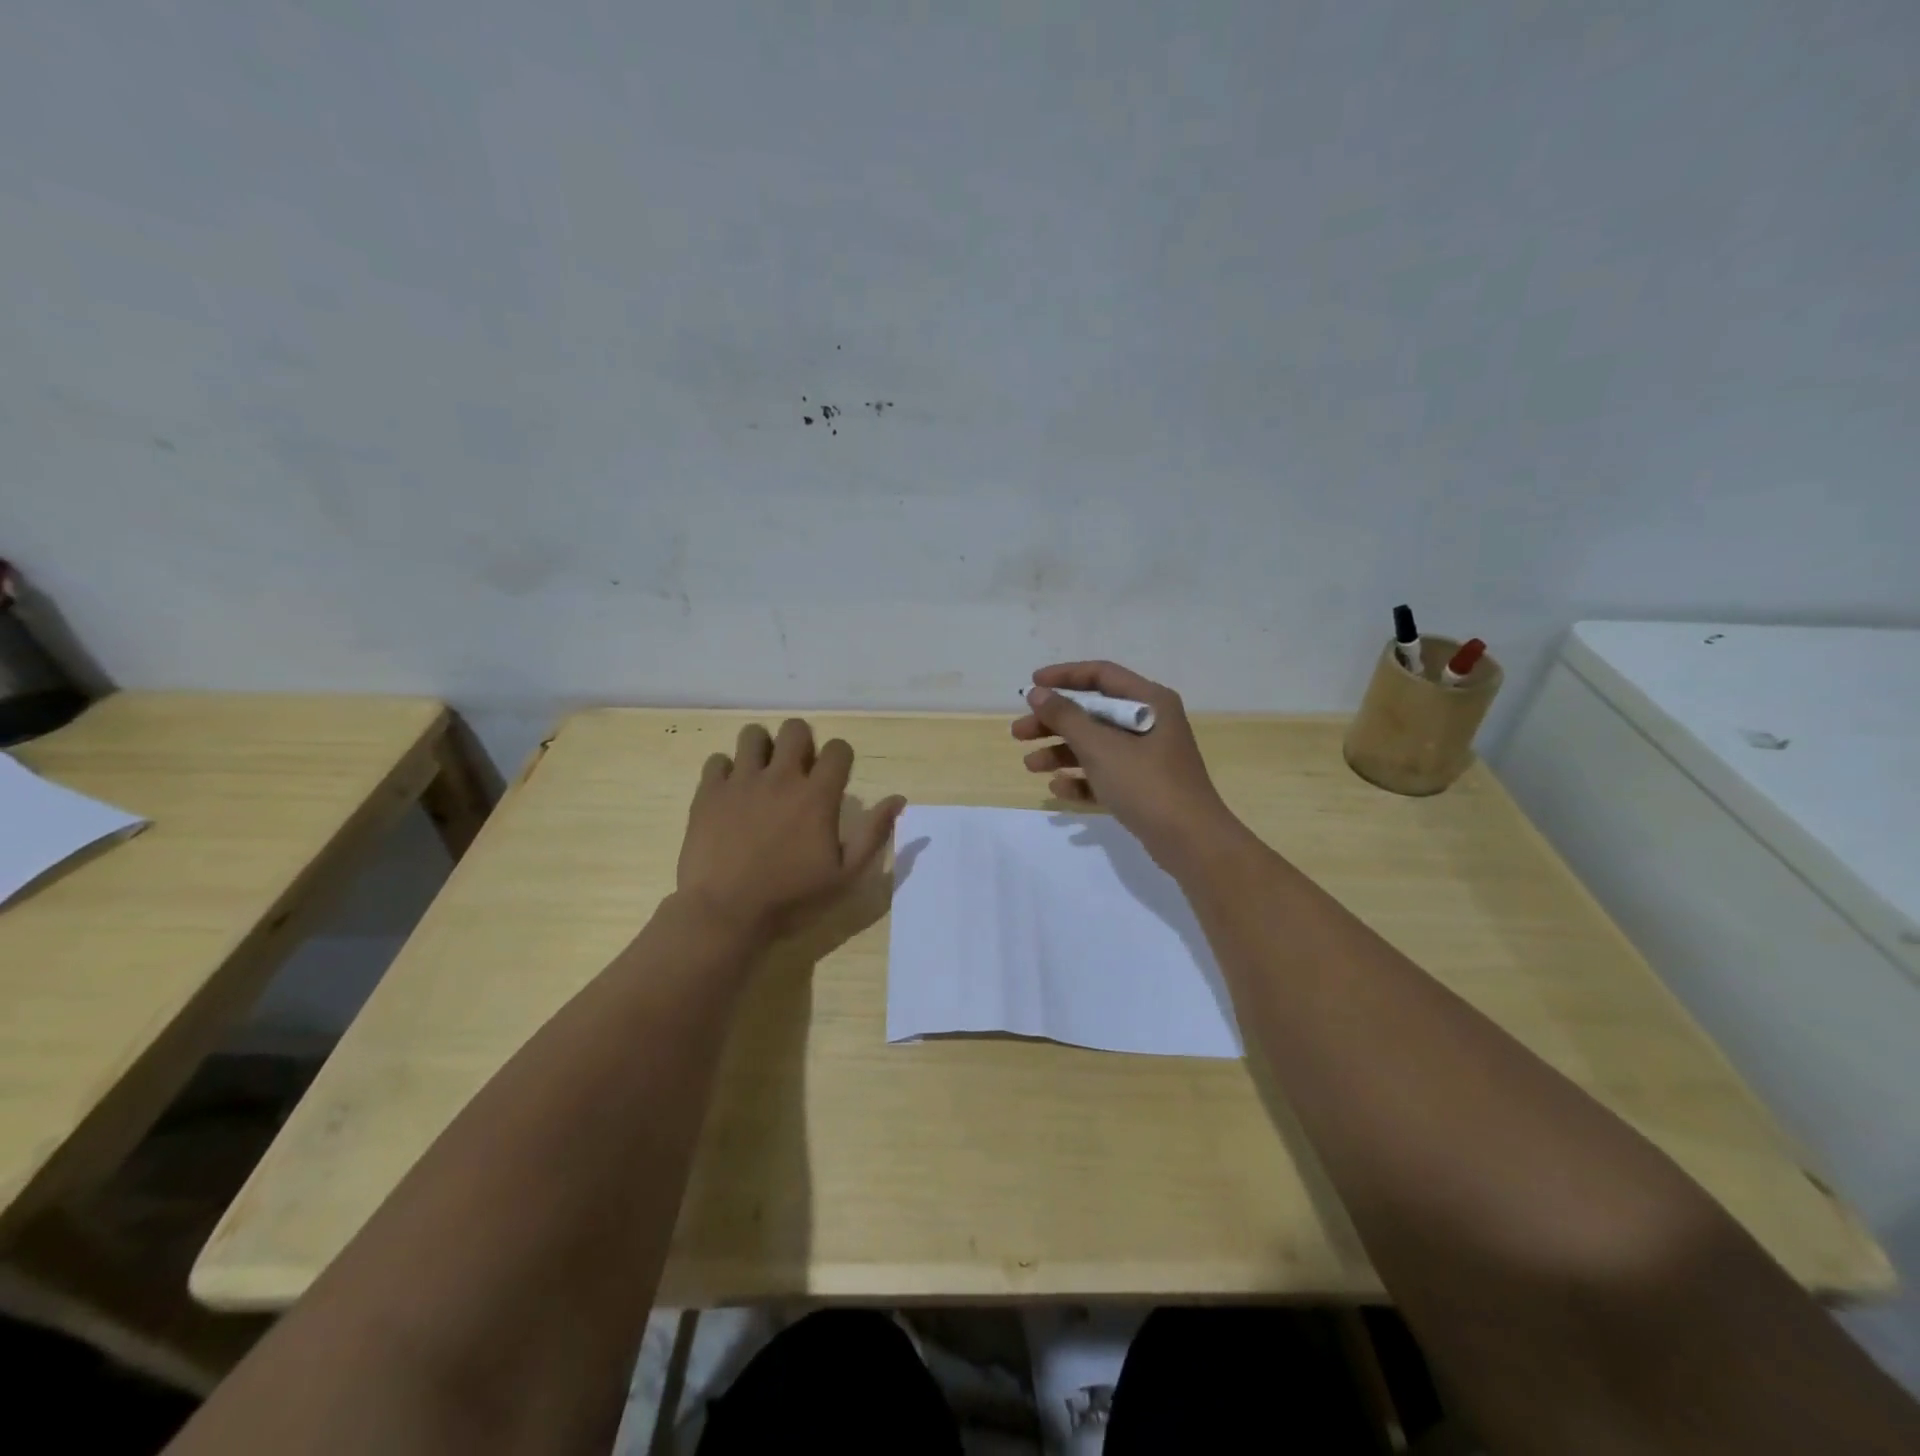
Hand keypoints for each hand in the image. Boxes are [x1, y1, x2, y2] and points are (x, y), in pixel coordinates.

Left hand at [677, 719, 905, 940]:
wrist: (726, 914)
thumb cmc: (792, 899)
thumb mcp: (845, 875)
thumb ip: (873, 833)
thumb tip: (898, 799)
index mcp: (817, 795)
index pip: (838, 749)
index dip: (840, 758)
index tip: (834, 777)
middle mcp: (780, 777)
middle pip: (795, 729)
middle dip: (801, 743)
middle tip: (797, 770)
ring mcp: (741, 782)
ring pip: (753, 735)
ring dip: (762, 749)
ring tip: (762, 774)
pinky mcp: (708, 793)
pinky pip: (717, 760)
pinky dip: (726, 771)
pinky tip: (731, 793)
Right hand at [1012, 661, 1242, 865]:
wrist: (1191, 842)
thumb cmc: (1146, 784)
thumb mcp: (1101, 747)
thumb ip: (1066, 717)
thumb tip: (1037, 693)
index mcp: (1149, 701)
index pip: (1101, 675)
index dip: (1064, 677)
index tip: (1031, 685)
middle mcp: (1150, 722)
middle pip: (1093, 713)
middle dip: (1054, 723)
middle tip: (1018, 734)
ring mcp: (1148, 757)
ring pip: (1096, 745)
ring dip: (1061, 753)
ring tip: (1030, 767)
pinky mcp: (1143, 787)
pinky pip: (1105, 774)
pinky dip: (1082, 778)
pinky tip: (1058, 789)